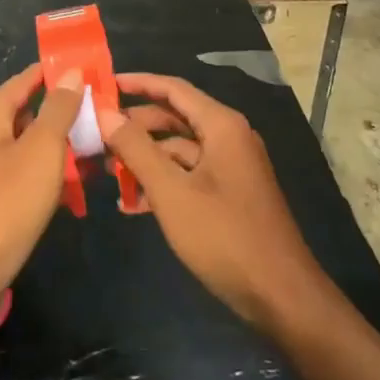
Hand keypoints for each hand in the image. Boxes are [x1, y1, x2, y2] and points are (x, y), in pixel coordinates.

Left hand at [0, 64, 81, 321]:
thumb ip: (58, 109)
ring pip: (25, 147)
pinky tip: (70, 191)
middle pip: (26, 113)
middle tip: (102, 119)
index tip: (91, 72)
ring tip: (95, 155)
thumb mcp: (42, 150)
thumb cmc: (4, 205)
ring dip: (57, 149)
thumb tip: (70, 72)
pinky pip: (18, 175)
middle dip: (63, 115)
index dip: (58, 74)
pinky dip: (42, 176)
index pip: (26, 79)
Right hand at [107, 73, 329, 332]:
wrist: (281, 296)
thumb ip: (136, 149)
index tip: (104, 85)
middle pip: (175, 117)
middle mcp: (229, 137)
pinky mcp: (231, 194)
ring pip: (180, 150)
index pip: (173, 88)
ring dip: (146, 160)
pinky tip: (134, 205)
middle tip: (98, 135)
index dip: (138, 83)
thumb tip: (105, 112)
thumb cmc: (224, 236)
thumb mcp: (172, 192)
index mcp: (221, 125)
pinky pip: (190, 175)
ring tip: (109, 174)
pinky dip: (164, 183)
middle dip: (136, 127)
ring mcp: (232, 167)